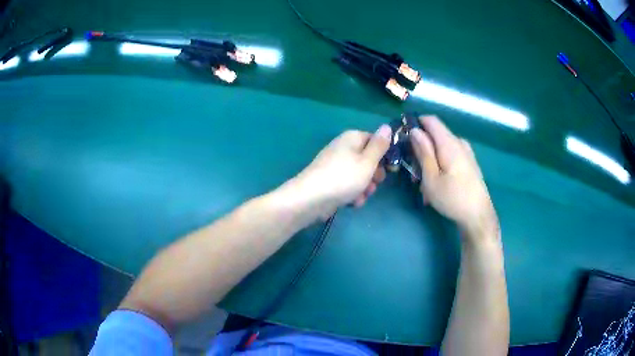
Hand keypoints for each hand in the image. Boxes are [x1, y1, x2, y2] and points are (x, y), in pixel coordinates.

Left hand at [290, 125, 391, 218]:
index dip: (385, 155)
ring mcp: (336, 165)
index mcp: (352, 138)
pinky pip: (348, 185)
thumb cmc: (344, 177)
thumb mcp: (368, 161)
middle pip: (368, 160)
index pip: (375, 141)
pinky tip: (352, 202)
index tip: (392, 169)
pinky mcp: (331, 181)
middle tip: (374, 183)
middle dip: (374, 175)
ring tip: (361, 196)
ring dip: (365, 188)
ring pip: (360, 175)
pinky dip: (352, 194)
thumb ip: (380, 145)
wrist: (311, 199)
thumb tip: (387, 126)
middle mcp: (344, 149)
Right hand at [410, 116, 498, 241]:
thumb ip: (423, 152)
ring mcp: (466, 153)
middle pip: (435, 135)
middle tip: (413, 173)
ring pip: (441, 148)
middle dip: (421, 149)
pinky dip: (440, 166)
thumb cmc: (452, 198)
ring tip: (425, 185)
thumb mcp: (431, 178)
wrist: (478, 216)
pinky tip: (438, 186)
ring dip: (429, 161)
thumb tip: (415, 130)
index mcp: (449, 143)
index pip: (431, 120)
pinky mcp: (469, 163)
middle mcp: (459, 143)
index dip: (415, 124)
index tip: (404, 138)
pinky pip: (450, 156)